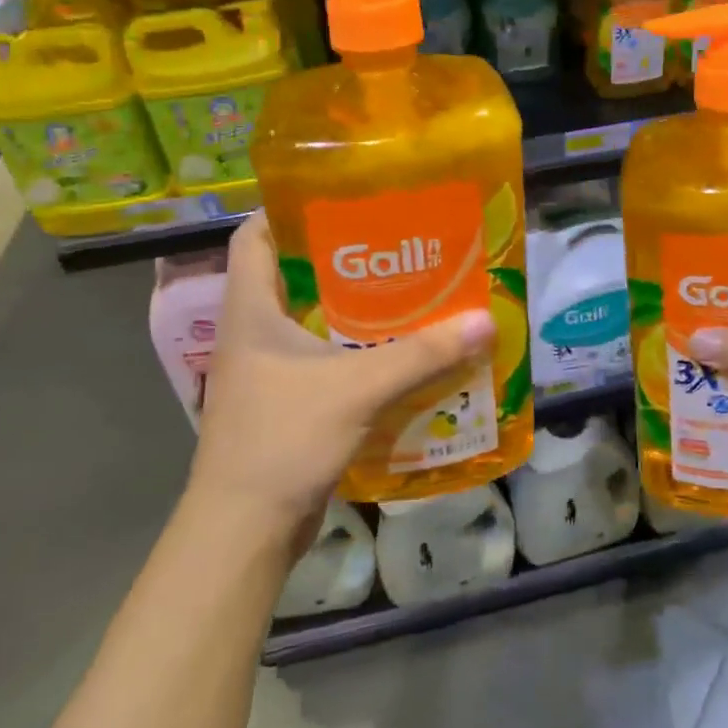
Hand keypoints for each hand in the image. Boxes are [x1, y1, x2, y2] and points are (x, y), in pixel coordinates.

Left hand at [187, 212, 494, 556]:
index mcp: (251, 309)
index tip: (341, 195)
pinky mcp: (286, 401)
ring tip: (409, 287)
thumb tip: (484, 322)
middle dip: (342, 255)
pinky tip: (399, 348)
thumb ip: (421, 354)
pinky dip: (356, 347)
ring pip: (312, 317)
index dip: (287, 208)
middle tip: (396, 240)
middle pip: (293, 273)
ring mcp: (267, 369)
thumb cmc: (282, 441)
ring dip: (354, 305)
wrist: (243, 532)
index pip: (253, 235)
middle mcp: (254, 330)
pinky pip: (323, 357)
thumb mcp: (357, 388)